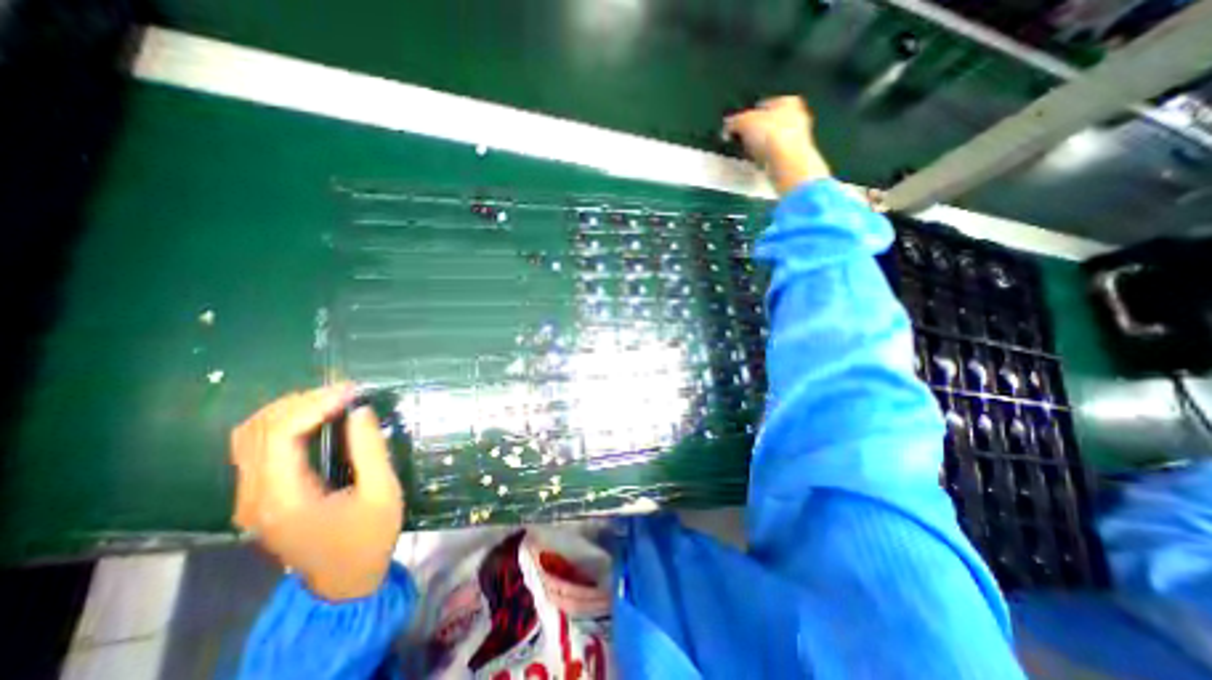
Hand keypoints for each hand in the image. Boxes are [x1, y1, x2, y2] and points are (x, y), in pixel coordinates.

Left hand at [231, 385, 405, 601]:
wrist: (344, 581)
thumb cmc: (369, 537)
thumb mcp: (382, 492)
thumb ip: (370, 450)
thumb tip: (360, 410)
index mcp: (284, 498)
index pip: (280, 435)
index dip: (314, 404)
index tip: (352, 391)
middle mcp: (254, 496)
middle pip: (258, 430)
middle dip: (302, 401)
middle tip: (345, 391)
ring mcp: (250, 498)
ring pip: (249, 436)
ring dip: (288, 409)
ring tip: (330, 399)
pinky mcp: (258, 497)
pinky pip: (256, 448)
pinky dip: (282, 424)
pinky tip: (312, 418)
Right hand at [723, 96, 829, 197]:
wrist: (786, 164)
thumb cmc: (769, 136)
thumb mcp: (744, 123)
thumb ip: (734, 122)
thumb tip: (727, 126)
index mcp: (787, 102)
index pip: (763, 106)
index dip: (748, 115)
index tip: (737, 127)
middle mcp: (796, 117)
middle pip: (768, 124)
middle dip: (754, 132)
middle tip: (739, 141)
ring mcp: (796, 140)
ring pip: (770, 142)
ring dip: (758, 148)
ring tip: (745, 156)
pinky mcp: (792, 159)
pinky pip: (772, 157)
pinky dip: (763, 161)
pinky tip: (756, 165)